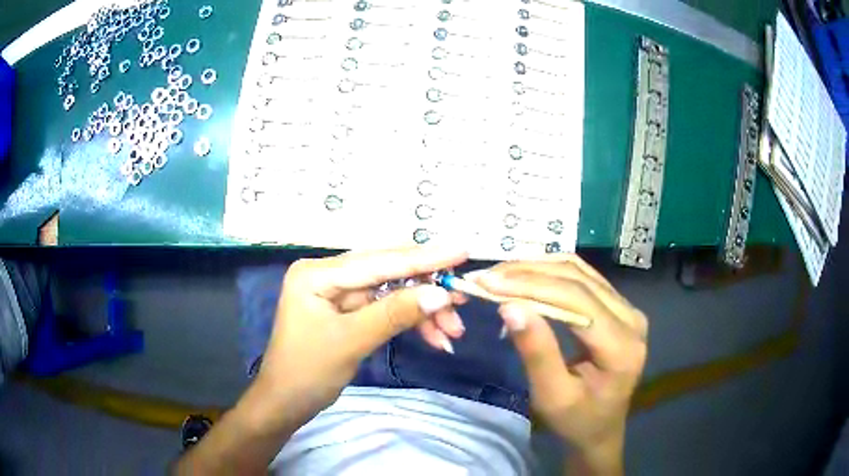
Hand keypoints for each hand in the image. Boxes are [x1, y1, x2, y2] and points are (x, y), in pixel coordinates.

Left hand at [254, 246, 467, 429]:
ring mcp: (338, 293)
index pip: (377, 261)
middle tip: (462, 300)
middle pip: (387, 273)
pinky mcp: (348, 311)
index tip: (460, 251)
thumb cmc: (308, 372)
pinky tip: (434, 337)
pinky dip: (409, 322)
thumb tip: (441, 293)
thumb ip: (395, 313)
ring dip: (422, 311)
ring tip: (453, 331)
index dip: (422, 258)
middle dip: (426, 289)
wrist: (286, 403)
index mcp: (318, 273)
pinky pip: (385, 309)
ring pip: (391, 293)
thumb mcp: (352, 342)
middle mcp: (328, 275)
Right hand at [470, 256, 647, 473]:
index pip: (577, 300)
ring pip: (581, 272)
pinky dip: (551, 273)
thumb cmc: (576, 420)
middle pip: (579, 280)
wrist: (601, 429)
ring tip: (501, 274)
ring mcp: (628, 309)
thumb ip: (536, 352)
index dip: (531, 286)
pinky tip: (526, 275)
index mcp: (621, 346)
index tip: (489, 282)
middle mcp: (631, 318)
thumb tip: (509, 307)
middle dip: (529, 274)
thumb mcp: (552, 396)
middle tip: (488, 276)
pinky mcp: (619, 307)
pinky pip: (585, 279)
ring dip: (538, 268)